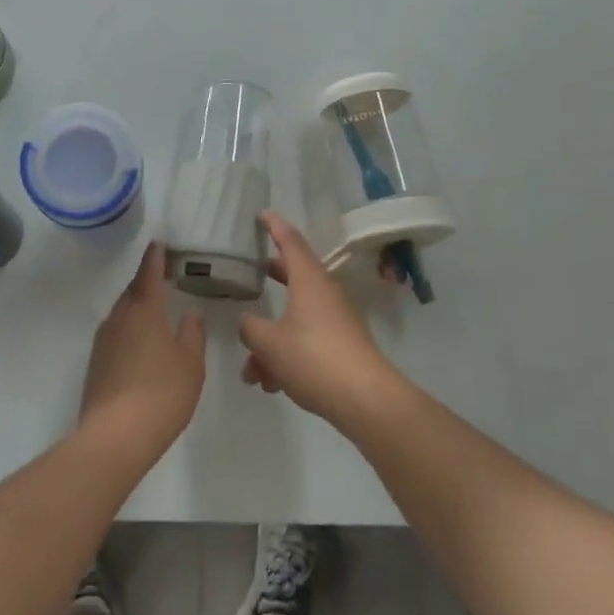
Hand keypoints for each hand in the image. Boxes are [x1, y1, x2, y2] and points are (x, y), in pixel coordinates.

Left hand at [79, 242, 205, 457]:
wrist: (115, 437)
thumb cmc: (161, 393)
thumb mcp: (191, 363)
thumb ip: (193, 333)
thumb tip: (190, 314)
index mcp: (143, 309)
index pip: (149, 272)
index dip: (156, 257)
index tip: (159, 242)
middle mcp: (119, 317)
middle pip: (133, 290)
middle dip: (147, 281)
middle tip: (164, 276)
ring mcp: (103, 340)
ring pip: (123, 312)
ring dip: (138, 307)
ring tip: (156, 310)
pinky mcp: (96, 363)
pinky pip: (116, 333)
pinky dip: (130, 329)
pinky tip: (142, 344)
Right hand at [239, 212, 403, 426]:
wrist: (366, 400)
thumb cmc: (314, 358)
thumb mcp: (270, 343)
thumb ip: (251, 328)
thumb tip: (247, 323)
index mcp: (308, 279)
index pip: (290, 240)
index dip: (274, 225)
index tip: (261, 214)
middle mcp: (324, 293)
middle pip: (293, 275)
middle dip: (270, 276)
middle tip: (250, 272)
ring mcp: (335, 320)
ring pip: (295, 317)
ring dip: (271, 338)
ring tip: (251, 371)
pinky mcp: (341, 346)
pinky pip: (306, 340)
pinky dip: (287, 355)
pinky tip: (272, 385)